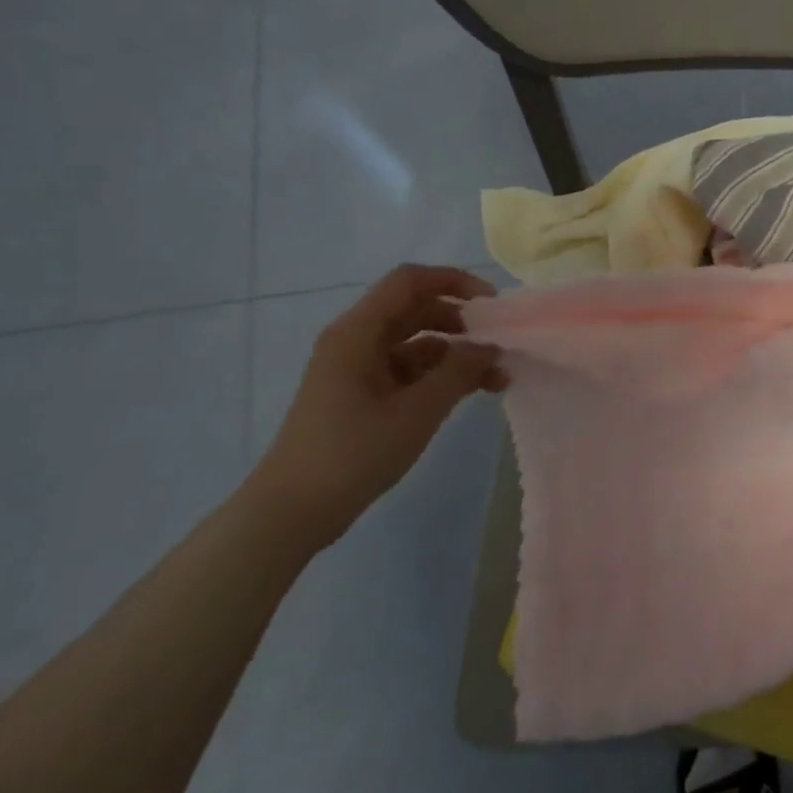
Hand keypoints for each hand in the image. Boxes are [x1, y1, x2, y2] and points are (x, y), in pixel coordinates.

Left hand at [246, 264, 506, 547]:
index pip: (410, 281)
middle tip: (500, 345)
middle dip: (462, 322)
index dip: (454, 281)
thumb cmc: (353, 452)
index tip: (493, 306)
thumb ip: (460, 371)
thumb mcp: (418, 410)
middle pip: (416, 309)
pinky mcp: (361, 394)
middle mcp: (356, 340)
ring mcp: (357, 368)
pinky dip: (440, 375)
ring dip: (456, 353)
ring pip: (416, 342)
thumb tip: (490, 347)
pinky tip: (469, 394)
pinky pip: (408, 369)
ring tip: (496, 378)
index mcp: (358, 332)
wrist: (293, 511)